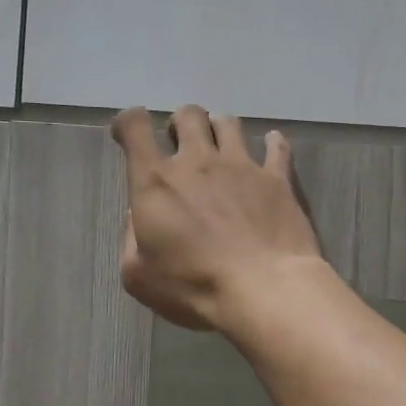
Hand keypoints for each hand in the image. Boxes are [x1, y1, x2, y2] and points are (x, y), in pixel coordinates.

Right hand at [110, 105, 324, 331]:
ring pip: (228, 123)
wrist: (263, 290)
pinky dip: (272, 143)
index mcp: (156, 182)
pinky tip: (271, 147)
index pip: (135, 127)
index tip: (129, 135)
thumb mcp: (139, 276)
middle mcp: (197, 161)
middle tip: (182, 148)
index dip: (128, 123)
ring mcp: (241, 165)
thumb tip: (140, 217)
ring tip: (221, 150)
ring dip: (219, 130)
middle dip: (180, 124)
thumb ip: (131, 239)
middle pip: (188, 115)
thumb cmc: (194, 287)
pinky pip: (277, 146)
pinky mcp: (277, 178)